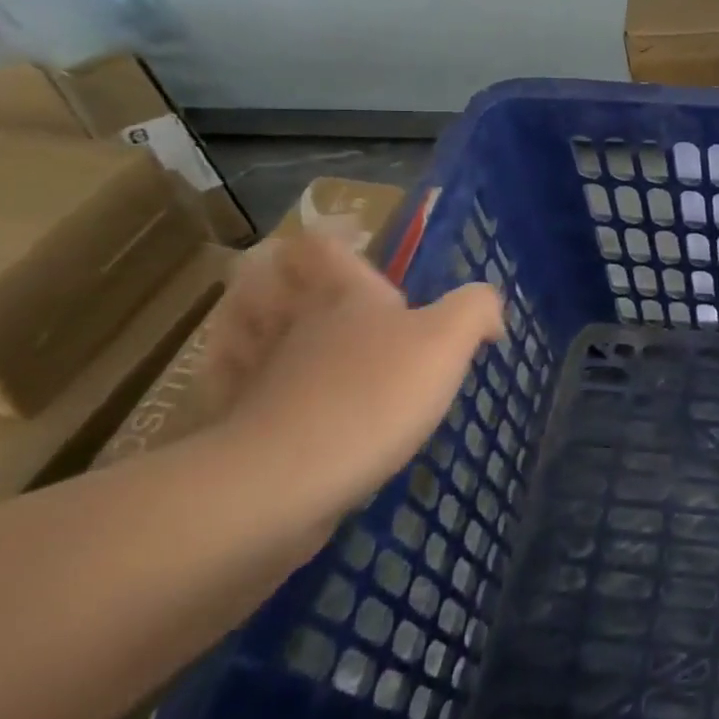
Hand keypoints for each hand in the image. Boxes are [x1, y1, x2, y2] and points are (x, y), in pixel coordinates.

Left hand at [192, 232, 502, 529]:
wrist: (284, 482)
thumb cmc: (373, 396)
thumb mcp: (447, 342)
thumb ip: (475, 309)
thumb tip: (489, 309)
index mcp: (345, 296)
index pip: (323, 245)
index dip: (330, 237)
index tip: (346, 241)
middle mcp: (293, 322)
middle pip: (266, 278)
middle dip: (277, 274)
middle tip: (302, 283)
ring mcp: (255, 371)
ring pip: (240, 328)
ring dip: (248, 321)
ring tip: (273, 327)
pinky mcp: (233, 422)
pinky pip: (229, 385)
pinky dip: (235, 379)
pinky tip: (257, 389)